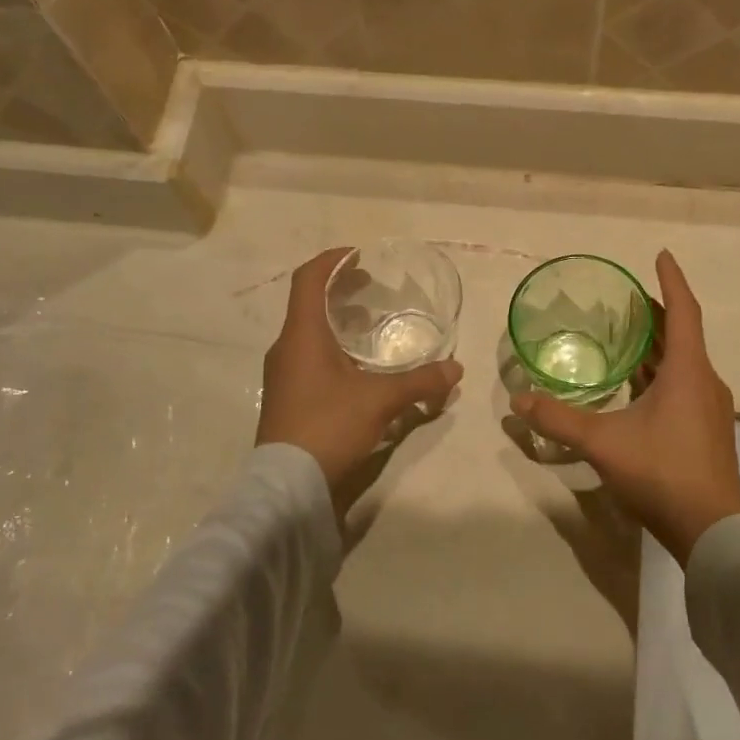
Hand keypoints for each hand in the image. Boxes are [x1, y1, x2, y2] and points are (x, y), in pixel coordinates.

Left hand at [256, 250, 462, 506]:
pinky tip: (357, 365)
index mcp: (302, 334)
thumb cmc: (329, 426)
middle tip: (371, 286)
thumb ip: (420, 382)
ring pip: (308, 330)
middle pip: (309, 302)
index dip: (332, 259)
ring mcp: (283, 373)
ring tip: (368, 322)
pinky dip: (332, 346)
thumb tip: (455, 369)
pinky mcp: (287, 396)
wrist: (286, 484)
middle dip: (339, 288)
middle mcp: (287, 347)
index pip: (308, 278)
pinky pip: (308, 355)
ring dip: (336, 319)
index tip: (360, 255)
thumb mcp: (380, 400)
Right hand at [511, 251, 739, 564]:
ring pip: (684, 362)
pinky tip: (637, 385)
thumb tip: (518, 400)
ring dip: (659, 345)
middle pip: (682, 335)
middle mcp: (704, 382)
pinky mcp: (707, 430)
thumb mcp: (603, 443)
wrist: (712, 531)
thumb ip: (559, 419)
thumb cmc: (662, 472)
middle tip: (626, 298)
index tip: (660, 255)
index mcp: (688, 372)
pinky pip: (684, 385)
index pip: (682, 312)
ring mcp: (710, 408)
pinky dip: (661, 372)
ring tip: (626, 334)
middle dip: (657, 313)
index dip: (671, 281)